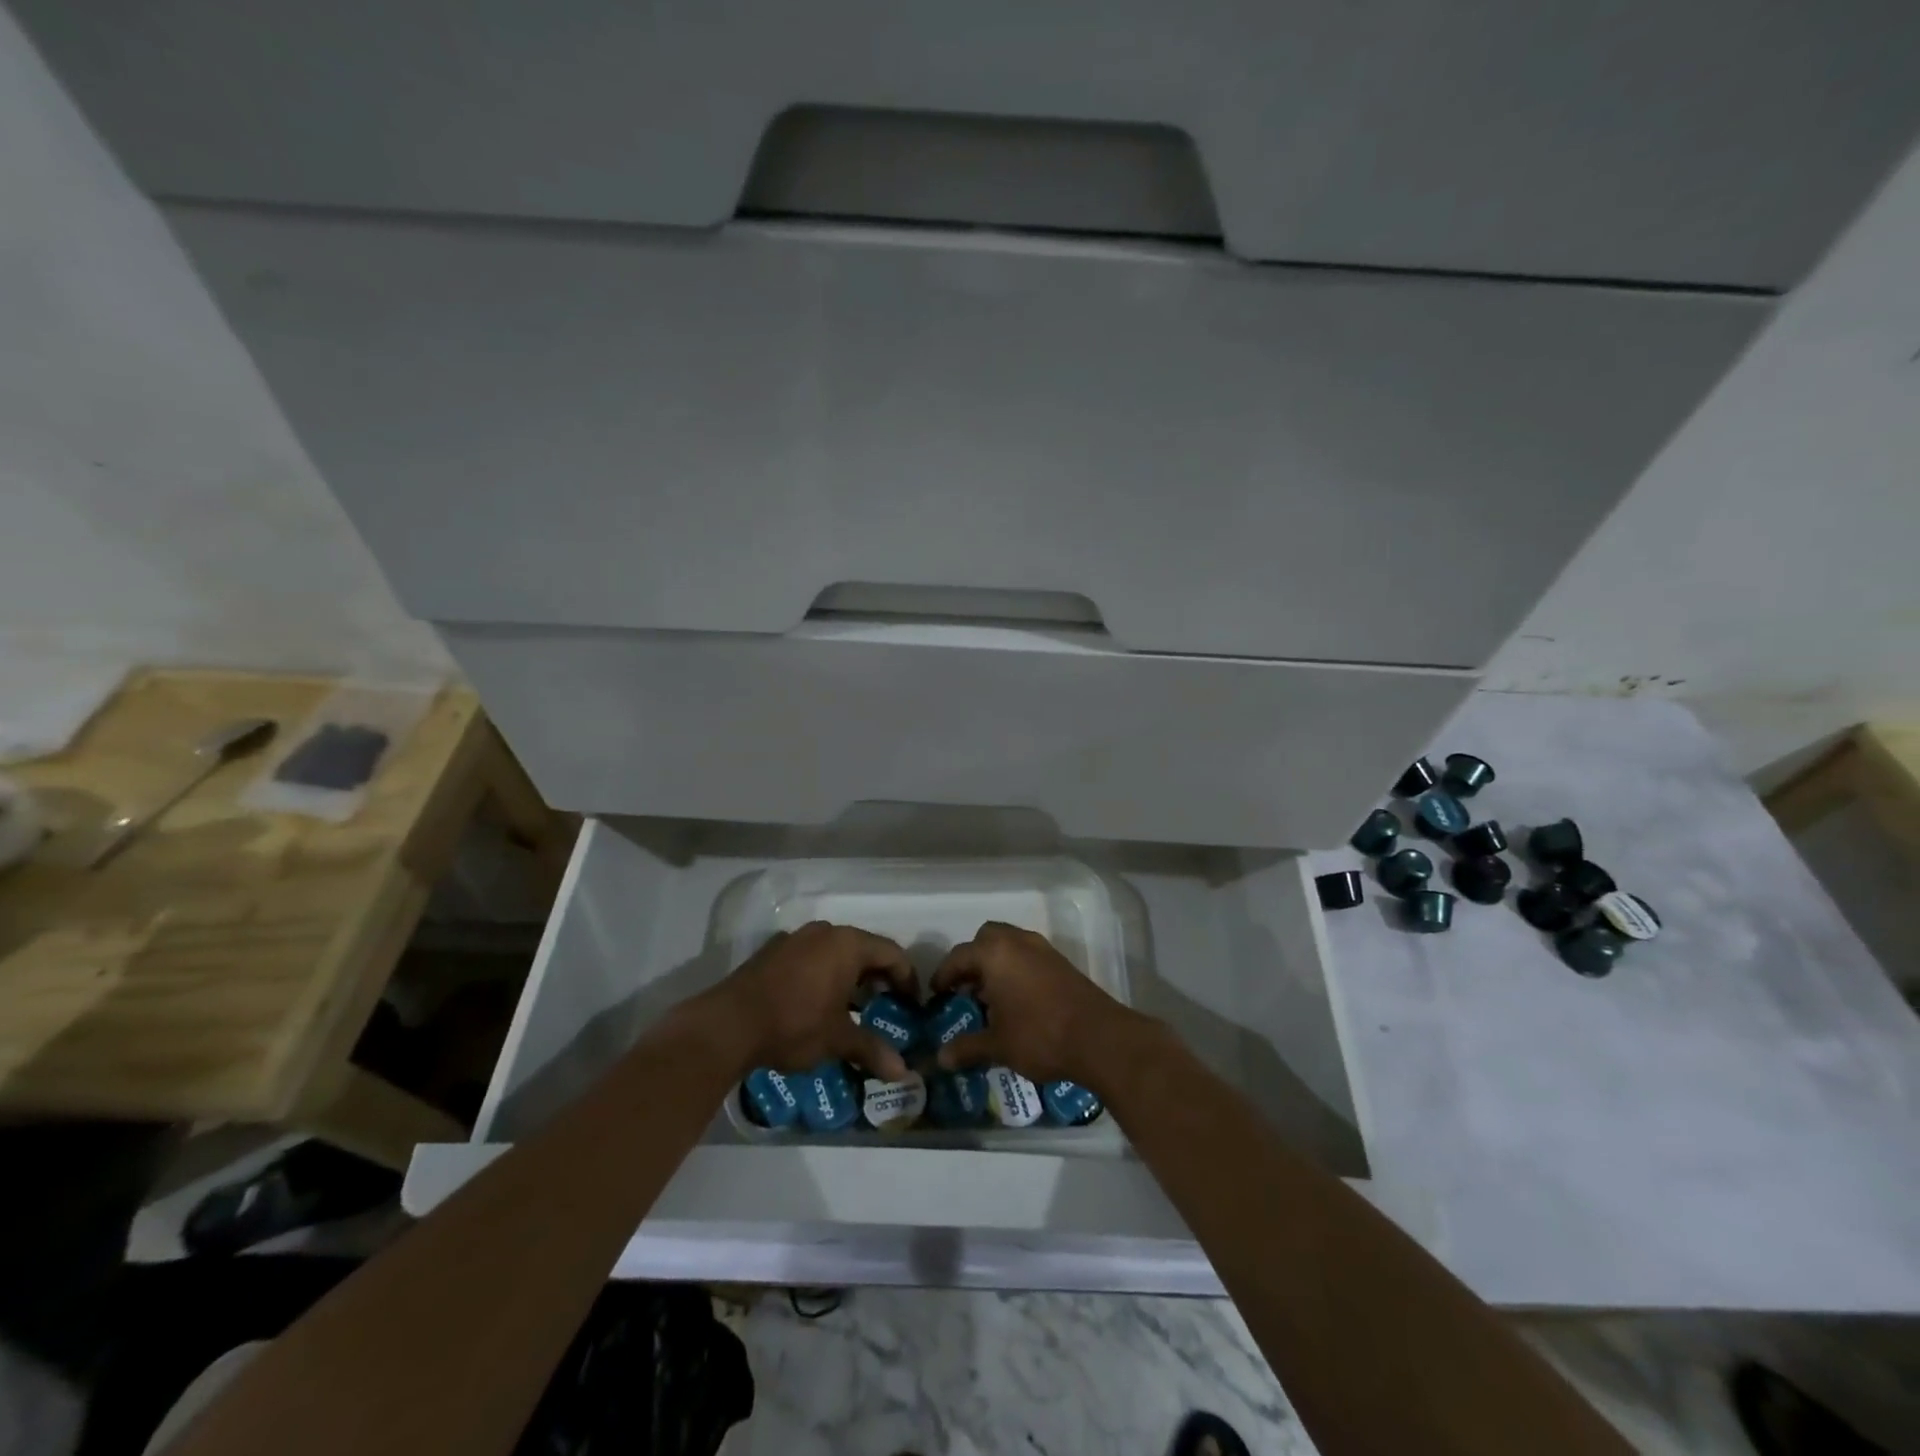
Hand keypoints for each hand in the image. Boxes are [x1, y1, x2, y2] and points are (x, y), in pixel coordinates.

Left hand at [698, 921, 916, 1082]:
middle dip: (878, 977)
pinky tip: (817, 1002)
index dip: (907, 978)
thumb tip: (903, 1073)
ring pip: (835, 951)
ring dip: (849, 975)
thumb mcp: (838, 1039)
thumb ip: (872, 1050)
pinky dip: (823, 974)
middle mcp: (825, 932)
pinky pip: (810, 956)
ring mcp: (795, 938)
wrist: (728, 1024)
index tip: (912, 1004)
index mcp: (847, 944)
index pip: (892, 953)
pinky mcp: (772, 951)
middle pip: (864, 949)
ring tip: (853, 1006)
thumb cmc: (794, 1025)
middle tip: (886, 1006)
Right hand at [931, 921, 1149, 1090]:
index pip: (959, 956)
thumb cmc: (1039, 1035)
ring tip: (989, 998)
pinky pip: (1028, 956)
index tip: (937, 995)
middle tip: (965, 989)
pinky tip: (1016, 1001)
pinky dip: (1016, 970)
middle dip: (972, 960)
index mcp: (995, 953)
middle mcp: (1017, 942)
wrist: (1099, 1038)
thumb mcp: (997, 1045)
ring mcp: (1043, 949)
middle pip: (986, 939)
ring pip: (1010, 945)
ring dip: (996, 964)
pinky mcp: (1061, 963)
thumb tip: (940, 1058)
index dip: (944, 975)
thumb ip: (967, 1047)